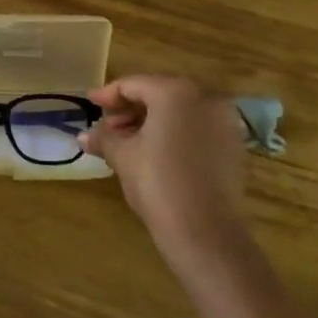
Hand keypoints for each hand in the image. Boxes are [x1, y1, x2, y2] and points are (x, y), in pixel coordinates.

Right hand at [82, 74, 247, 264]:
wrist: (206, 233)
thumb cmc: (158, 183)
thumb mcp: (123, 156)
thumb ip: (103, 138)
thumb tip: (83, 136)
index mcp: (175, 91)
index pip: (133, 84)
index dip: (107, 94)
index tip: (89, 104)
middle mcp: (205, 97)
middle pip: (159, 93)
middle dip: (130, 108)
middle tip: (108, 127)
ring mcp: (224, 122)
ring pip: (180, 111)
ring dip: (151, 121)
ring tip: (127, 142)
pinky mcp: (234, 146)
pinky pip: (197, 128)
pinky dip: (174, 133)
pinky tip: (155, 152)